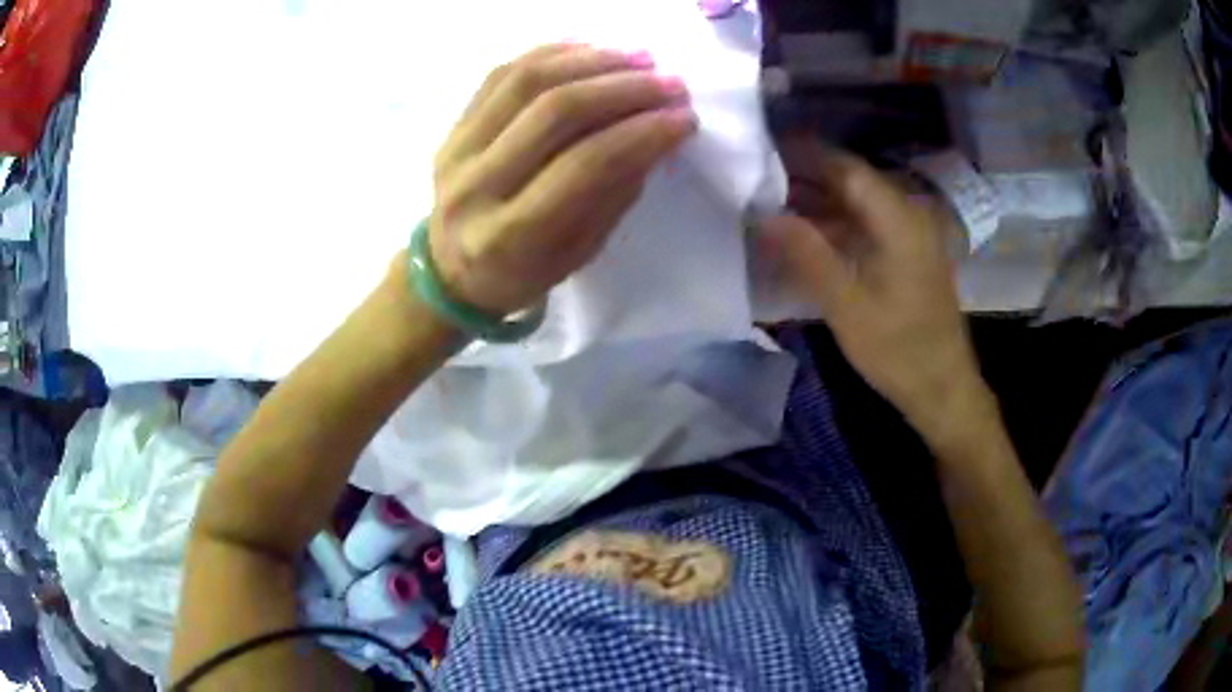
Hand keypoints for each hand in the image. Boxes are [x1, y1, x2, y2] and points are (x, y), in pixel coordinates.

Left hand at [427, 43, 696, 315]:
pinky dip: (556, 53)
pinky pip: (504, 72)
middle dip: (624, 89)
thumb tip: (657, 130)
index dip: (642, 133)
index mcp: (510, 235)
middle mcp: (475, 185)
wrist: (449, 269)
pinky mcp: (452, 125)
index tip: (685, 118)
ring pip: (528, 80)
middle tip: (670, 83)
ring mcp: (456, 148)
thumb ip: (615, 192)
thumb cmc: (522, 272)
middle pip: (555, 111)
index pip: (585, 166)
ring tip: (640, 59)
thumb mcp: (578, 252)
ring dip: (593, 61)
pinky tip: (595, 52)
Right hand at [759, 136, 988, 436]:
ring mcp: (910, 235)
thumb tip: (764, 214)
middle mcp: (908, 215)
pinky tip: (805, 234)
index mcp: (899, 219)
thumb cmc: (898, 351)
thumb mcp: (847, 305)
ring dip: (818, 201)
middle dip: (805, 176)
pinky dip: (835, 224)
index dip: (803, 154)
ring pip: (857, 203)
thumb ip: (807, 253)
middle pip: (852, 181)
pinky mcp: (907, 255)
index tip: (762, 150)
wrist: (942, 389)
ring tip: (771, 204)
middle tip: (757, 179)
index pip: (845, 167)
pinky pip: (866, 224)